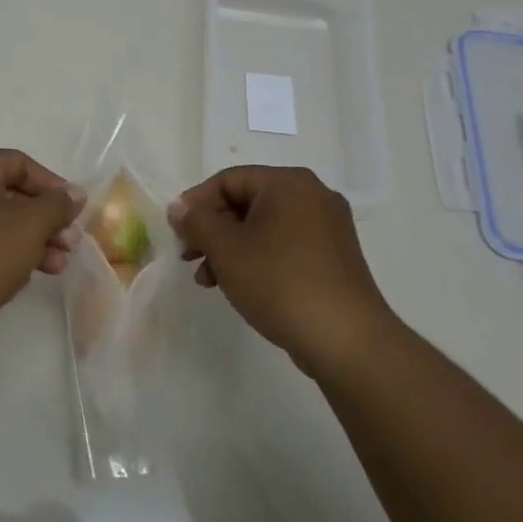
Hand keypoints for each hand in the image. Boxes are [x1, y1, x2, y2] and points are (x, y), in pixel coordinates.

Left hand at [0, 150, 84, 352]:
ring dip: (33, 241)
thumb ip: (58, 205)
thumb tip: (75, 193)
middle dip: (45, 219)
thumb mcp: (31, 224)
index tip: (74, 208)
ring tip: (60, 265)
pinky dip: (9, 256)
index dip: (51, 183)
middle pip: (10, 195)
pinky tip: (30, 277)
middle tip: (71, 242)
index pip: (18, 163)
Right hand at [168, 166, 392, 376]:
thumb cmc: (280, 283)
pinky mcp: (333, 258)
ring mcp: (327, 228)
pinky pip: (284, 246)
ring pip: (263, 227)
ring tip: (209, 280)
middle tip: (188, 256)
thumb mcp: (226, 249)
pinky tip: (240, 286)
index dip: (196, 203)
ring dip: (230, 248)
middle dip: (212, 229)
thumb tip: (179, 207)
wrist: (346, 341)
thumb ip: (196, 222)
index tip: (176, 232)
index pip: (228, 180)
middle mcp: (312, 196)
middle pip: (246, 202)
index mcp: (288, 183)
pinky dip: (257, 259)